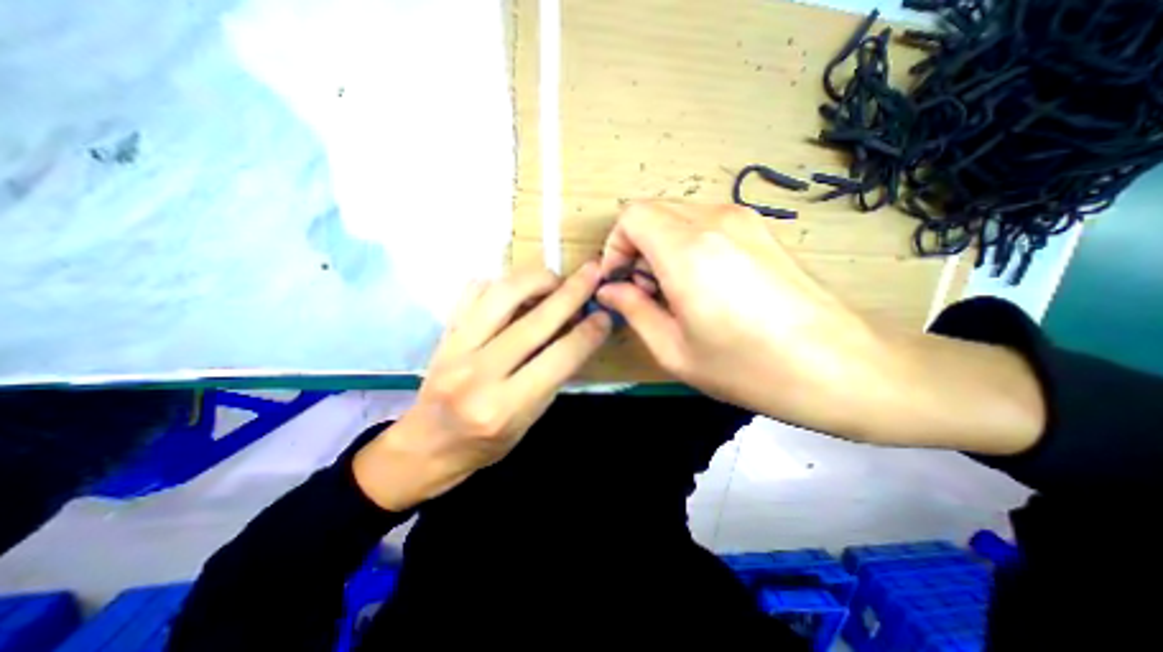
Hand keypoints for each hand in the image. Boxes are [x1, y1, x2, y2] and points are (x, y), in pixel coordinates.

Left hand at [351, 264, 609, 511]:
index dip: (588, 333)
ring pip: (501, 296)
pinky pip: (472, 292)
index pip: (558, 359)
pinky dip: (499, 282)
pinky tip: (516, 287)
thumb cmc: (485, 443)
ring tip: (554, 279)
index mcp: (505, 407)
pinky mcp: (443, 334)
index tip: (604, 316)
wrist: (426, 446)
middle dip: (571, 293)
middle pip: (535, 322)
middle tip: (592, 273)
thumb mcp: (529, 422)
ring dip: (535, 279)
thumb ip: (552, 378)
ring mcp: (455, 349)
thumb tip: (577, 334)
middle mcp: (479, 374)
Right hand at [593, 203, 1039, 452]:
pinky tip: (702, 283)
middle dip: (635, 246)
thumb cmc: (748, 368)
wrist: (840, 366)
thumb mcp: (674, 350)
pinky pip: (704, 222)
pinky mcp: (760, 229)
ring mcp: (743, 220)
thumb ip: (633, 310)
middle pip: (652, 210)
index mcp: (687, 251)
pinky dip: (686, 243)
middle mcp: (714, 221)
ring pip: (677, 215)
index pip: (631, 216)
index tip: (620, 281)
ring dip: (660, 245)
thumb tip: (609, 290)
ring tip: (673, 290)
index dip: (615, 246)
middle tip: (645, 290)